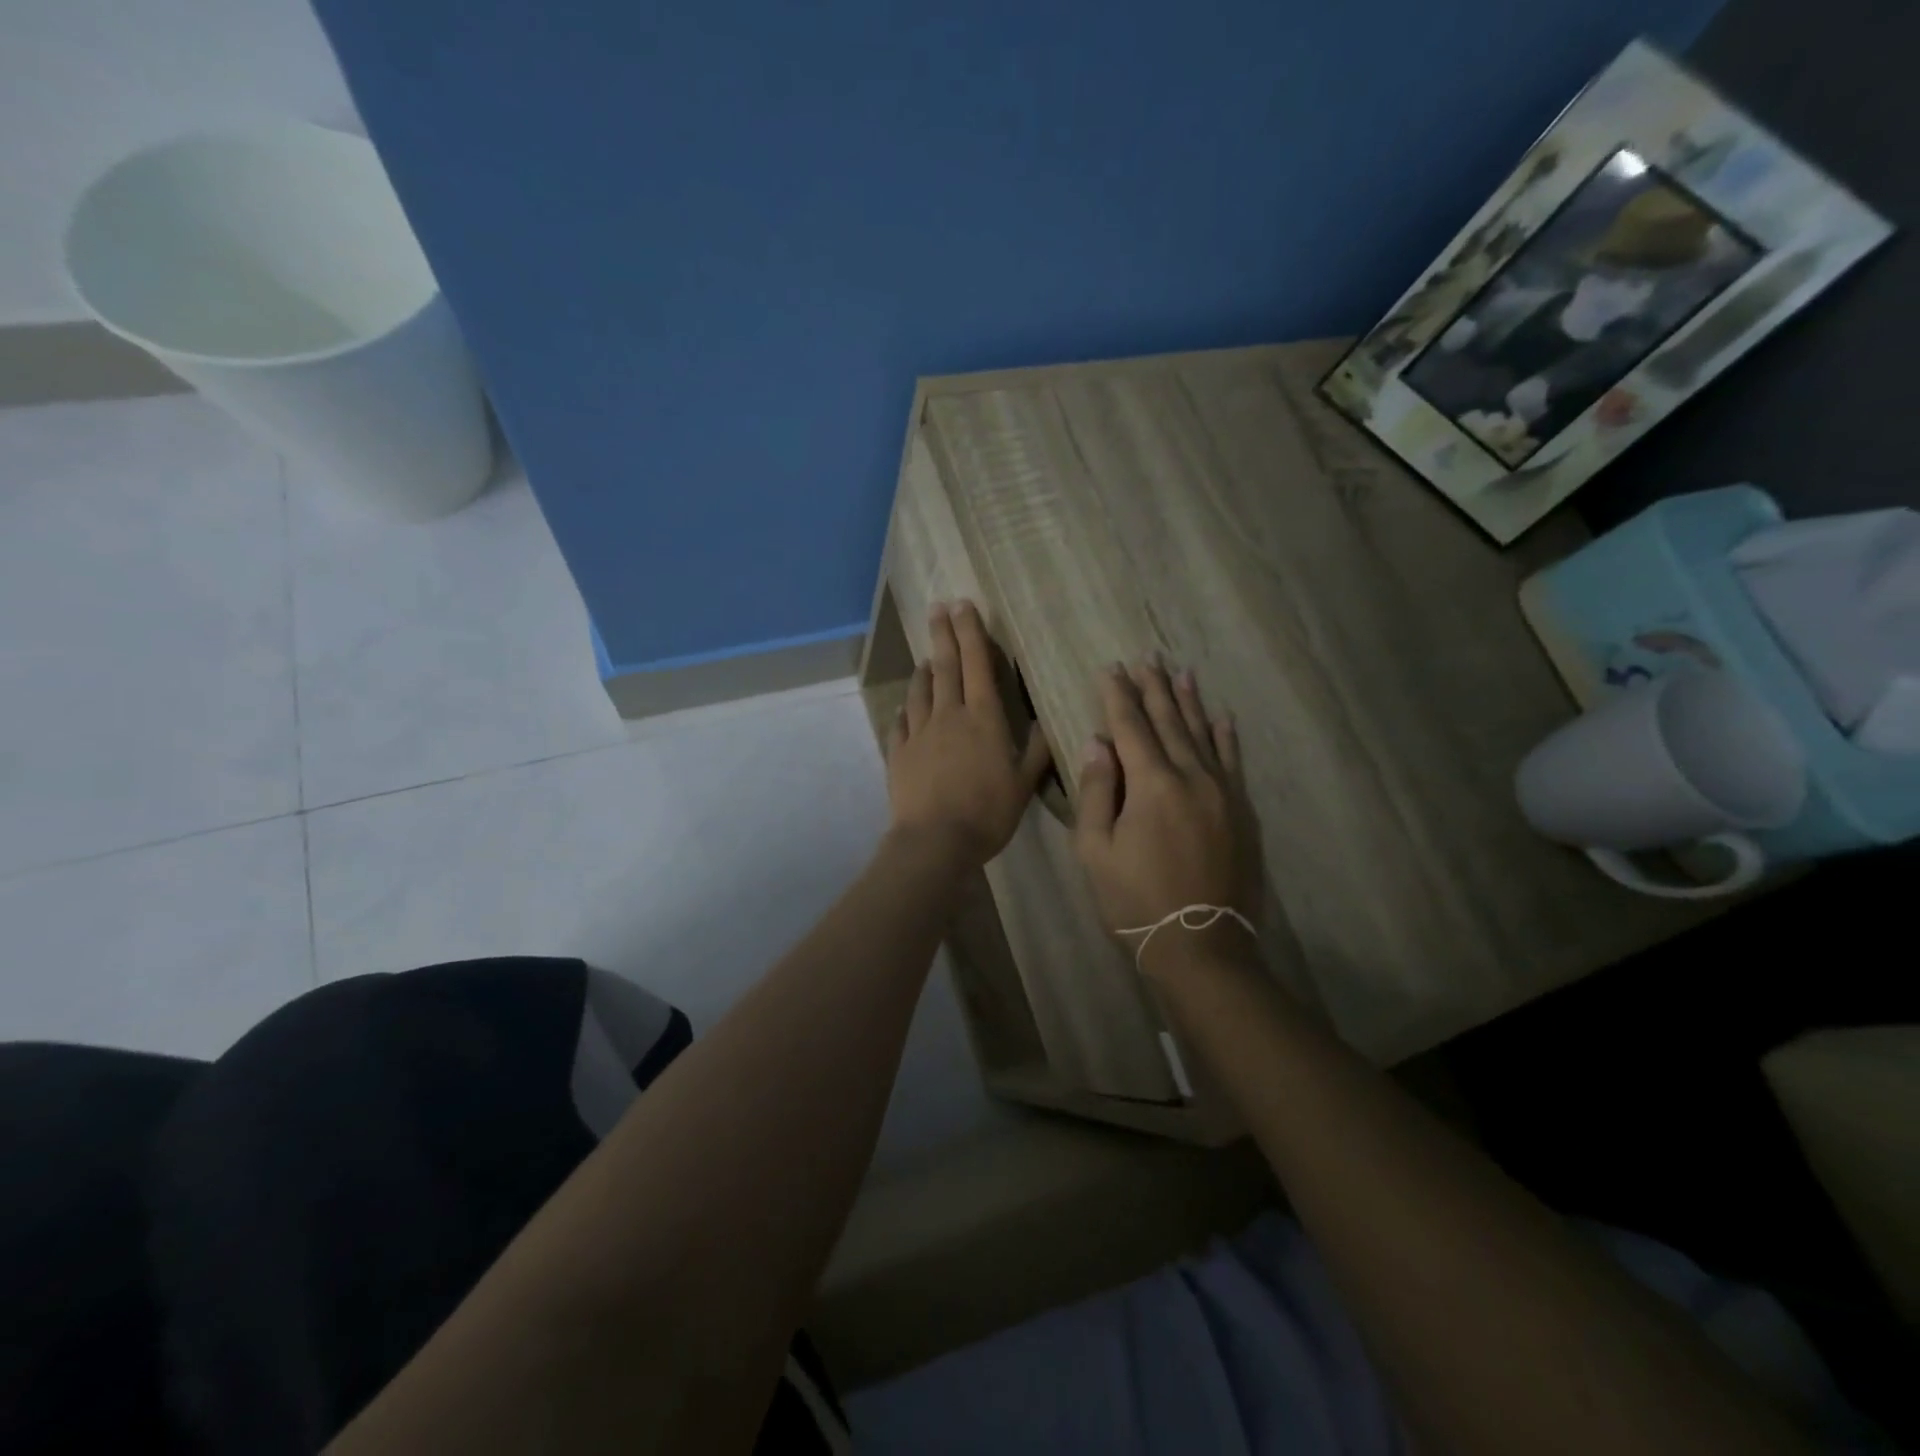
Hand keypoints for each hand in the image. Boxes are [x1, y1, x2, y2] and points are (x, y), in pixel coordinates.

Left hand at [886, 601, 1051, 867]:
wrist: (935, 841)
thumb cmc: (987, 812)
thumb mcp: (1023, 784)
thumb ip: (1036, 752)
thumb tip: (1046, 723)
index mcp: (983, 718)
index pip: (977, 664)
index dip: (971, 632)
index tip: (963, 605)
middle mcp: (948, 715)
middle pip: (945, 667)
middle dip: (943, 634)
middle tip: (938, 608)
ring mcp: (919, 733)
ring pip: (920, 691)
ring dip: (923, 671)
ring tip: (925, 658)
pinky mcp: (898, 753)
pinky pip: (900, 723)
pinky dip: (905, 710)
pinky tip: (905, 708)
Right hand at [1074, 660, 1262, 975]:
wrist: (1202, 946)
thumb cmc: (1135, 901)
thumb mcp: (1096, 851)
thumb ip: (1097, 792)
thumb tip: (1097, 743)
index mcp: (1151, 784)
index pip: (1130, 727)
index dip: (1118, 696)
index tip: (1111, 669)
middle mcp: (1191, 777)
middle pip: (1169, 722)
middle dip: (1154, 689)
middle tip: (1147, 658)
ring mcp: (1223, 792)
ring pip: (1203, 735)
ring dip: (1190, 702)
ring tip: (1181, 673)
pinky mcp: (1242, 811)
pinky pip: (1233, 762)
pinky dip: (1226, 737)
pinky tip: (1223, 718)